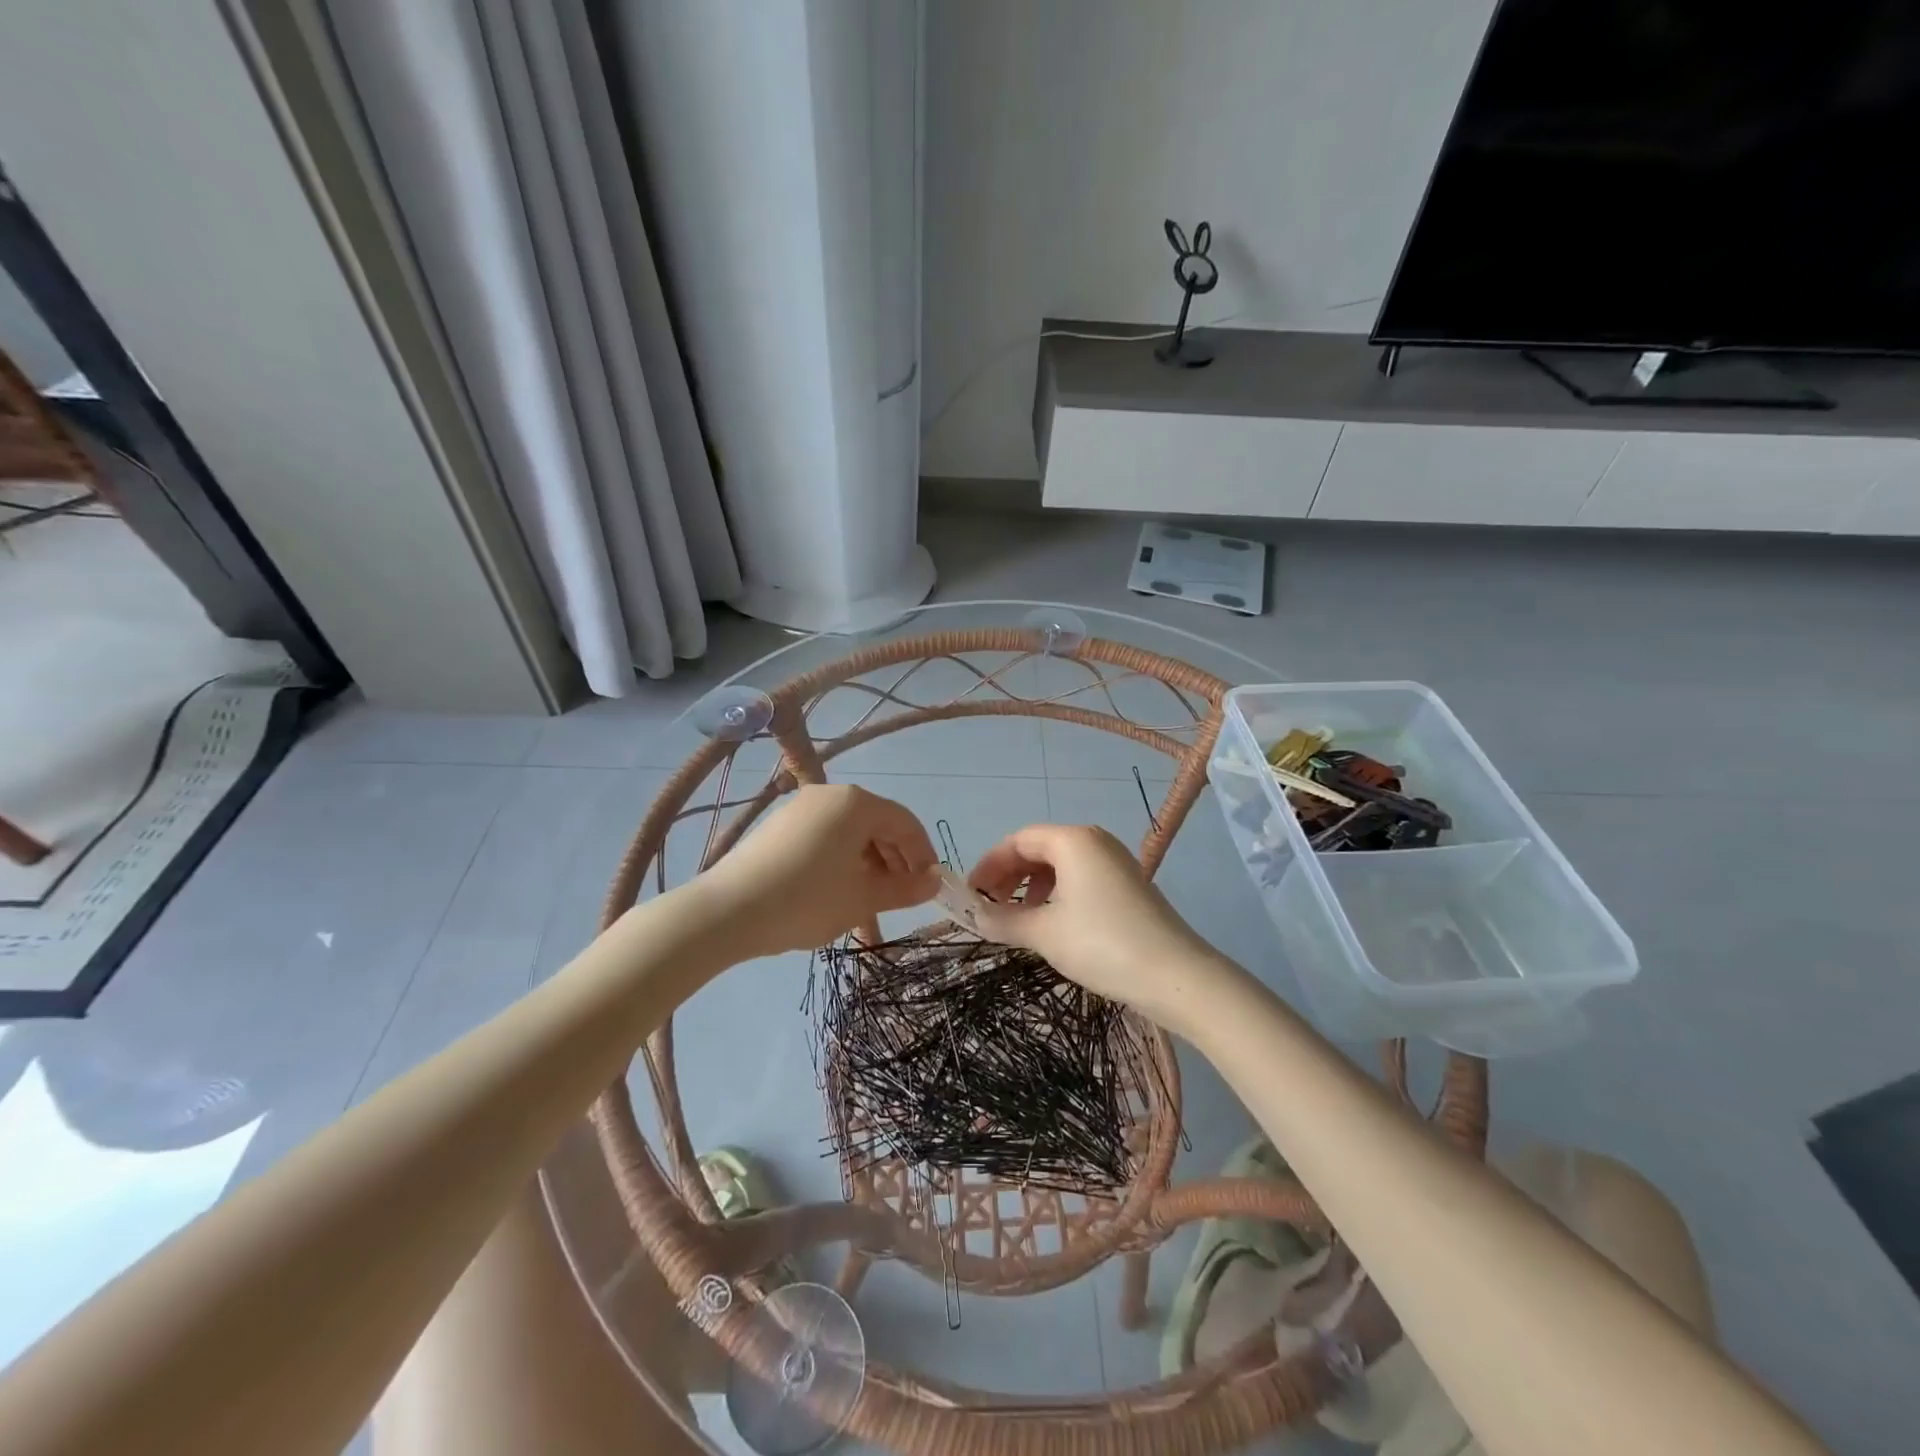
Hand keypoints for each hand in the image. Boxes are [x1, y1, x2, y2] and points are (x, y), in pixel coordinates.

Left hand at [698, 785, 938, 956]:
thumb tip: (934, 880)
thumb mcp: (863, 898)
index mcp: (856, 803)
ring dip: (868, 866)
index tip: (931, 886)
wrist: (727, 911)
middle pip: (877, 825)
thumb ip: (905, 888)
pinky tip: (837, 894)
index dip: (923, 854)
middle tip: (902, 897)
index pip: (905, 823)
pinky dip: (841, 862)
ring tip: (870, 903)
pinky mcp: (779, 826)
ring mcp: (800, 808)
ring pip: (850, 834)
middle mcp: (830, 795)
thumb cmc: (807, 900)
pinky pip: (824, 838)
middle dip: (896, 861)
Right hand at [968, 824, 1238, 1036]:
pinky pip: (1081, 878)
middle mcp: (1095, 841)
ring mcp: (1115, 862)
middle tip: (989, 908)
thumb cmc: (1102, 944)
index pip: (1018, 840)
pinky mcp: (1128, 885)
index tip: (971, 895)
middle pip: (1039, 849)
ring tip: (1018, 919)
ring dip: (1032, 887)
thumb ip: (1003, 921)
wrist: (1176, 976)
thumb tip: (974, 917)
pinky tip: (1052, 924)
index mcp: (1072, 840)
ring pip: (1060, 865)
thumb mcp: (1044, 933)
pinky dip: (1057, 894)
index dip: (989, 865)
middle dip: (1009, 876)